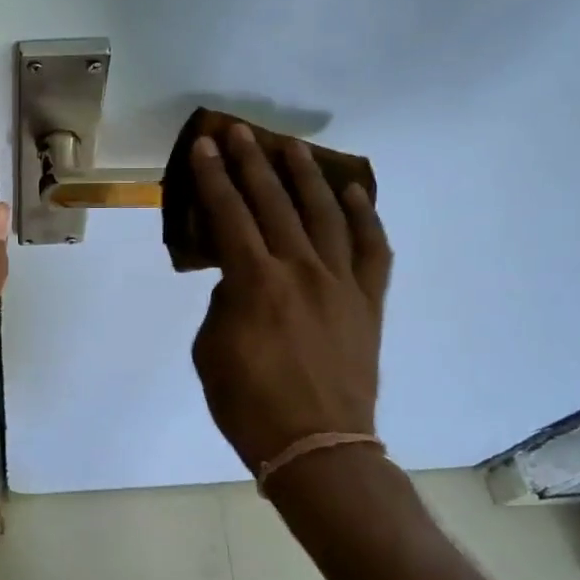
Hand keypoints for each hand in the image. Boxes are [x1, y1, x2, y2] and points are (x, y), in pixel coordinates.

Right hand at [188, 125, 392, 473]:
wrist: (317, 447)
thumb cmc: (249, 405)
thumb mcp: (210, 351)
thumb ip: (223, 304)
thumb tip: (240, 282)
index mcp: (254, 282)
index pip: (229, 215)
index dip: (214, 178)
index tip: (205, 147)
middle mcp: (300, 270)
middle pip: (274, 203)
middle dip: (253, 163)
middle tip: (241, 133)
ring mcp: (341, 283)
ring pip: (326, 214)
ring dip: (306, 176)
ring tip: (292, 147)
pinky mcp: (369, 302)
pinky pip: (373, 250)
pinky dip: (366, 217)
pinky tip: (355, 192)